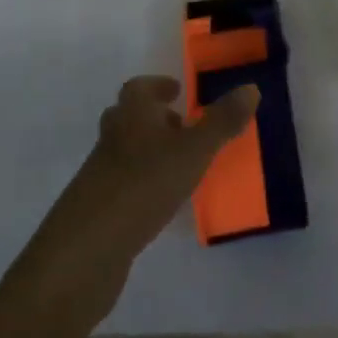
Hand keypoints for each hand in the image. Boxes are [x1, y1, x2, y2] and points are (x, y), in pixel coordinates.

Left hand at [20, 75, 258, 312]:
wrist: (87, 250)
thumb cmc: (143, 185)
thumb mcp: (192, 151)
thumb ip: (222, 122)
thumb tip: (251, 87)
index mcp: (131, 114)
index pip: (139, 88)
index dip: (157, 86)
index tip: (177, 91)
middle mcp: (112, 137)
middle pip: (128, 117)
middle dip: (153, 119)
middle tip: (180, 127)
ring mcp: (99, 174)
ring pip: (124, 151)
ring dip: (147, 153)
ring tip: (177, 168)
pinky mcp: (96, 210)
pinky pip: (121, 185)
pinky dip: (140, 185)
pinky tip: (159, 205)